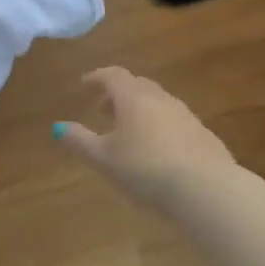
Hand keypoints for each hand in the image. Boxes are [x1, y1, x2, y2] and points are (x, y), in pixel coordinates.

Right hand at [55, 68, 235, 210]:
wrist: (207, 189)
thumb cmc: (146, 169)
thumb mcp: (104, 159)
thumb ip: (79, 141)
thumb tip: (57, 127)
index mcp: (134, 98)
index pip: (113, 75)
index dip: (97, 78)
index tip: (84, 85)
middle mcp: (161, 99)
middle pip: (138, 86)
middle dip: (118, 94)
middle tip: (103, 109)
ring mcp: (187, 116)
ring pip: (159, 103)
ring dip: (141, 110)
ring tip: (129, 132)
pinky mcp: (205, 136)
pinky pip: (176, 122)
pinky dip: (161, 127)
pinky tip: (159, 150)